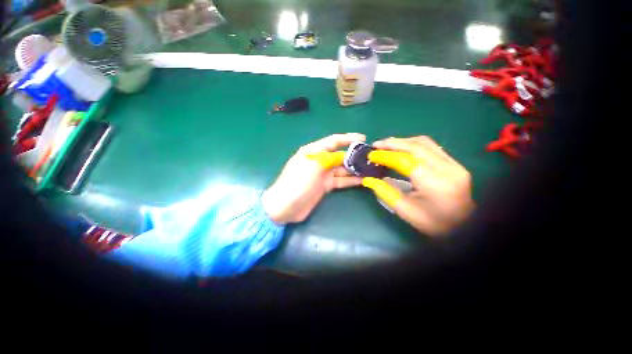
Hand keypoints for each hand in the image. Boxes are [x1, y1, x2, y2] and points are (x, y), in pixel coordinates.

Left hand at [261, 133, 365, 223]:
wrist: (285, 206)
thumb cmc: (297, 182)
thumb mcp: (313, 166)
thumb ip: (330, 158)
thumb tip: (345, 157)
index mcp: (313, 151)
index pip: (333, 141)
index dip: (347, 138)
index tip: (363, 138)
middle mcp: (319, 161)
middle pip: (339, 155)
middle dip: (354, 155)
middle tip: (371, 157)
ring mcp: (322, 174)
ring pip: (342, 169)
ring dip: (355, 169)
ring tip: (370, 168)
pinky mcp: (325, 186)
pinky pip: (341, 181)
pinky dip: (351, 180)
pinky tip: (363, 180)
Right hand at [363, 136, 474, 235]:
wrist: (465, 226)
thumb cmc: (433, 223)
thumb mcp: (404, 211)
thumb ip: (384, 192)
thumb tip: (367, 179)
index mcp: (434, 184)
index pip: (405, 161)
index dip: (386, 156)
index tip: (371, 155)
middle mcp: (447, 169)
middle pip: (416, 147)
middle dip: (393, 143)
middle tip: (376, 145)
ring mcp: (454, 164)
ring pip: (424, 143)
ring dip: (402, 141)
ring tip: (386, 145)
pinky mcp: (455, 163)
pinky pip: (431, 146)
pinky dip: (413, 144)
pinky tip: (402, 148)